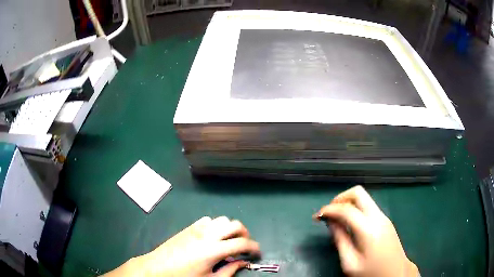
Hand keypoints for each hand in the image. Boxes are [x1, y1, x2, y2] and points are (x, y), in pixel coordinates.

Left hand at [104, 216, 259, 276]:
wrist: (158, 267)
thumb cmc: (184, 276)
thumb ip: (229, 270)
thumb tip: (242, 263)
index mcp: (214, 249)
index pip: (242, 243)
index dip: (254, 247)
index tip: (257, 253)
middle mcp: (208, 234)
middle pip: (234, 225)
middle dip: (245, 234)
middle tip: (245, 246)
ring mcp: (197, 228)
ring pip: (222, 219)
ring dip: (230, 229)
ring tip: (229, 241)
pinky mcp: (189, 227)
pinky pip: (207, 220)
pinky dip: (215, 225)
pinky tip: (212, 236)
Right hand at [313, 185, 418, 276]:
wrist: (396, 273)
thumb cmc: (371, 272)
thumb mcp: (350, 263)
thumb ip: (340, 240)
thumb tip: (331, 222)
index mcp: (369, 229)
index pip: (346, 209)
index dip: (329, 209)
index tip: (317, 216)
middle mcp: (378, 217)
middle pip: (358, 193)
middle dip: (340, 198)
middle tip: (329, 213)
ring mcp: (384, 216)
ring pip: (364, 198)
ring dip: (348, 203)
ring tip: (337, 219)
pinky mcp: (386, 220)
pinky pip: (368, 206)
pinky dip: (355, 209)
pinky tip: (350, 223)